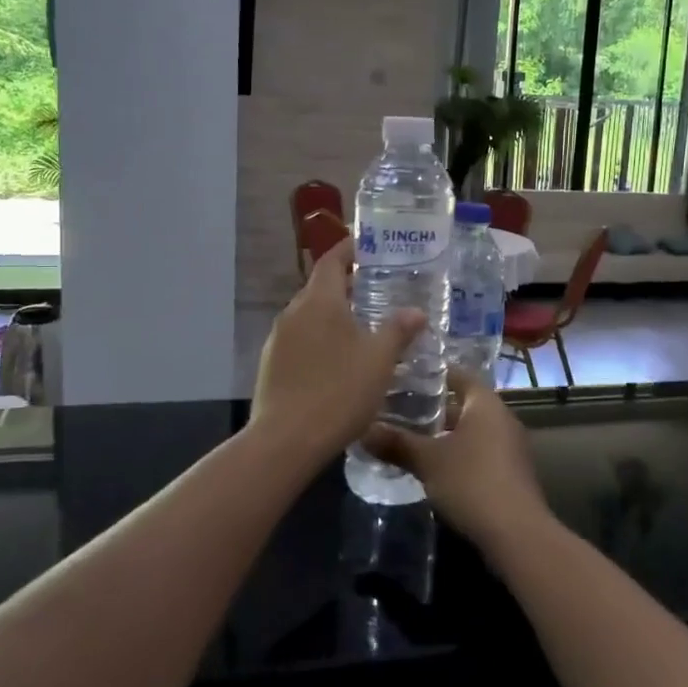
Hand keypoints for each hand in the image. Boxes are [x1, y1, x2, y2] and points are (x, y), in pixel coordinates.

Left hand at [252, 237, 425, 459]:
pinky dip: (320, 339)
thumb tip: (416, 311)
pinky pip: (300, 340)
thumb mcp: (379, 361)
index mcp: (319, 301)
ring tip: (362, 327)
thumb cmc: (339, 392)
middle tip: (376, 290)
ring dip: (333, 315)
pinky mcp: (270, 365)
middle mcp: (294, 312)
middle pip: (320, 288)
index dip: (349, 250)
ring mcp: (277, 339)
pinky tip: (337, 361)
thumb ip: (398, 331)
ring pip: (309, 316)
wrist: (285, 440)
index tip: (368, 245)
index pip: (332, 261)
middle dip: (346, 286)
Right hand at [362, 371, 552, 560]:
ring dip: (447, 433)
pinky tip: (437, 467)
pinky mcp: (512, 472)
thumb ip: (396, 443)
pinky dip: (461, 453)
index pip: (459, 374)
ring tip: (413, 439)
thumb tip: (363, 431)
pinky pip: (482, 451)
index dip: (434, 374)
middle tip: (401, 410)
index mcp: (485, 403)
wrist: (516, 533)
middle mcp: (503, 417)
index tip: (406, 377)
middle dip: (436, 408)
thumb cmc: (471, 482)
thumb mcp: (427, 461)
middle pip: (466, 403)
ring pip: (473, 430)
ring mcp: (511, 446)